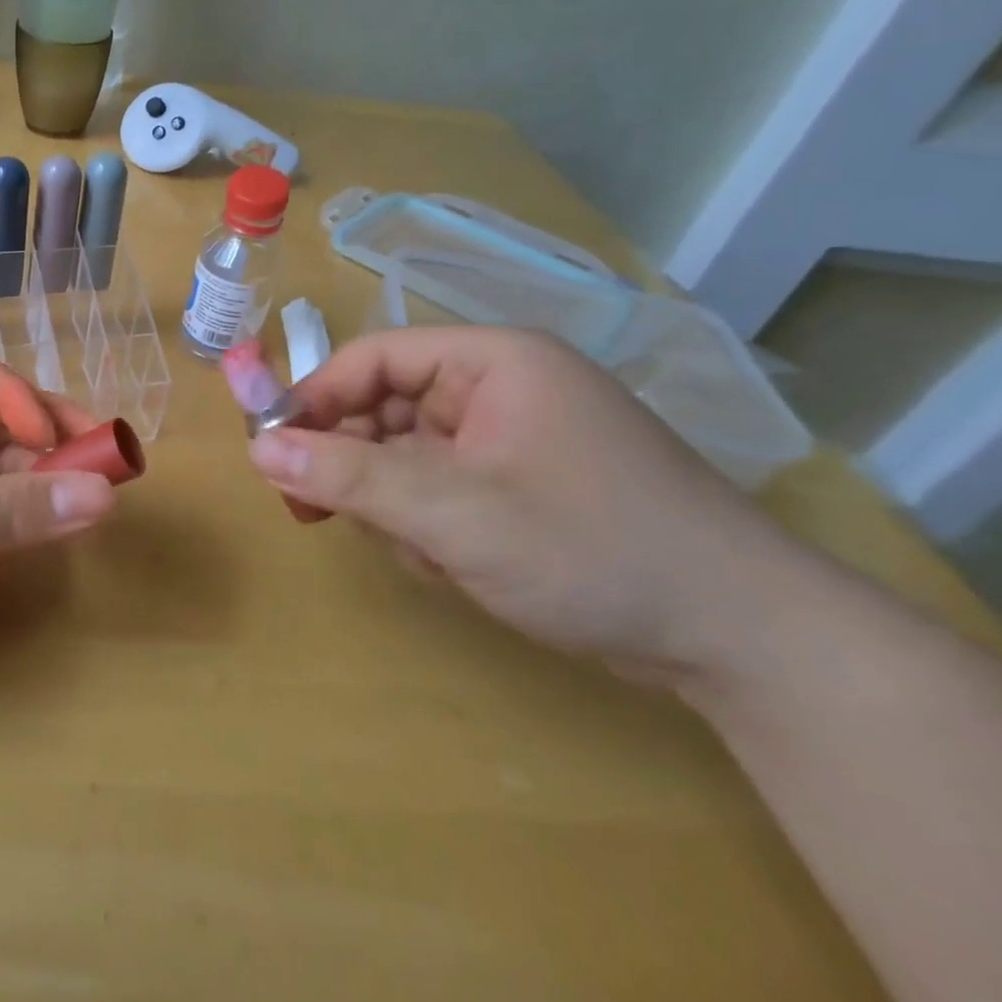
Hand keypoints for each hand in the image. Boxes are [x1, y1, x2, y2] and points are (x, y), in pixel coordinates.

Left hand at [0, 356, 116, 747]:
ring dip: (48, 480)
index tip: (61, 436)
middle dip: (48, 437)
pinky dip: (34, 522)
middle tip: (107, 461)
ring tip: (100, 494)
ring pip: (3, 477)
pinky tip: (67, 524)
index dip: (17, 399)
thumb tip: (104, 494)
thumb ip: (6, 510)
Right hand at [247, 327, 811, 684]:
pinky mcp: (519, 484)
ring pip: (405, 456)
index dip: (316, 399)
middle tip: (317, 513)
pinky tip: (454, 565)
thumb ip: (349, 477)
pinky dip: (428, 525)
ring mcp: (511, 438)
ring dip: (395, 504)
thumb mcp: (454, 514)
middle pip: (384, 407)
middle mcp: (499, 388)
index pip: (373, 358)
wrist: (743, 643)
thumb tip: (259, 451)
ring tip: (426, 554)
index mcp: (491, 361)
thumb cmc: (592, 551)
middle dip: (355, 465)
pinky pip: (438, 487)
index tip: (274, 452)